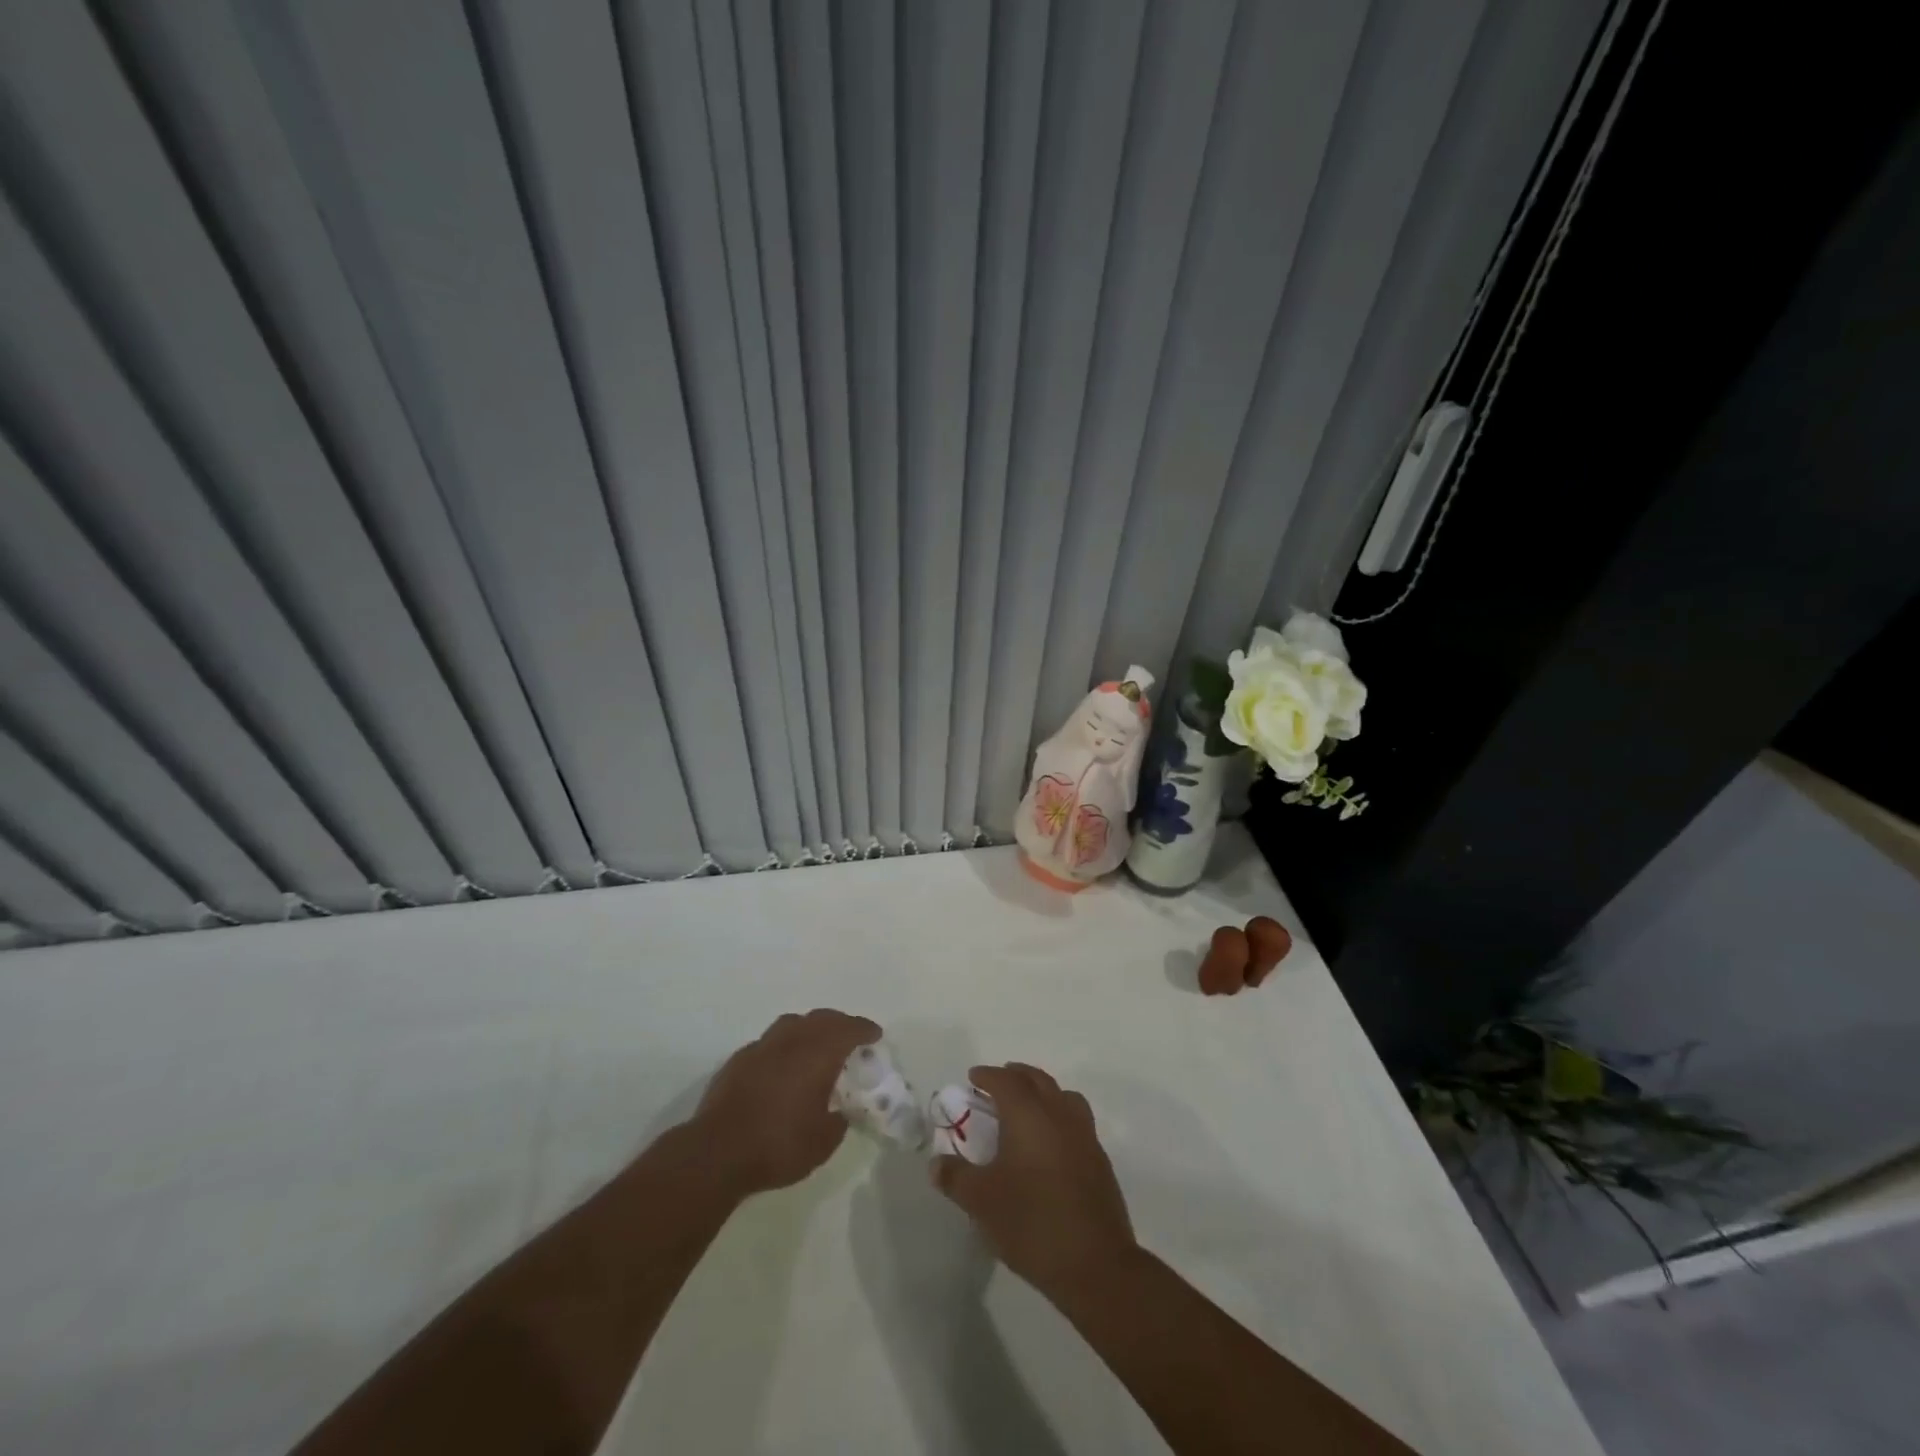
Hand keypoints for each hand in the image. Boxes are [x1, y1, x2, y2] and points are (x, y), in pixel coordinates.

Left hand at [688, 1008, 879, 1196]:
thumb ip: (838, 1120)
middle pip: (821, 1018)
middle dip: (839, 1024)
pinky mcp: (738, 1060)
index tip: (875, 1035)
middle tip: (850, 1038)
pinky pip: (770, 1042)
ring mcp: (761, 1047)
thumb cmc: (778, 1145)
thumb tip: (839, 1110)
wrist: (716, 1153)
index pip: (848, 1029)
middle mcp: (791, 1040)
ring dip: (809, 1029)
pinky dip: (784, 1046)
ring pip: (792, 1024)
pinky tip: (782, 1066)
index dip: (864, 1030)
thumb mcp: (823, 1142)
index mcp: (817, 1053)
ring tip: (816, 1046)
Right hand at [931, 1063, 1138, 1300]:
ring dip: (1042, 1093)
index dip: (987, 1075)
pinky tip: (1049, 1144)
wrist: (1095, 1264)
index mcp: (1029, 1114)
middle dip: (1016, 1076)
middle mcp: (1059, 1114)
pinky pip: (1076, 1121)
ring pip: (1062, 1097)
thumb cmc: (1031, 1222)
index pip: (1006, 1081)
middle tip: (996, 1085)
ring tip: (1026, 1109)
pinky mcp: (1099, 1160)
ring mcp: (1084, 1135)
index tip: (973, 1078)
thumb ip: (956, 1177)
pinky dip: (1059, 1117)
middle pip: (1037, 1080)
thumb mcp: (981, 1202)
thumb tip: (936, 1164)